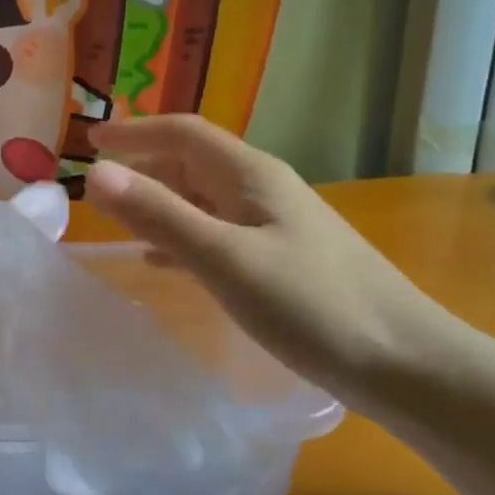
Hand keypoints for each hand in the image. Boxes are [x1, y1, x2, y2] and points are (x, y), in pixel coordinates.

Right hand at [86, 117, 459, 411]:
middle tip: (95, 187)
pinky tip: (162, 262)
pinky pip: (216, 234)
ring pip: (202, 200)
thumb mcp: (226, 258)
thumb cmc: (312, 305)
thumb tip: (97, 174)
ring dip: (158, 203)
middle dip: (142, 166)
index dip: (134, 132)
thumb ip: (160, 215)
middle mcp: (262, 190)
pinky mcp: (280, 260)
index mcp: (251, 175)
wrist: (404, 362)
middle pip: (192, 163)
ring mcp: (274, 226)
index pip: (183, 133)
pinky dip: (181, 238)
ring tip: (118, 220)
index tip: (89, 142)